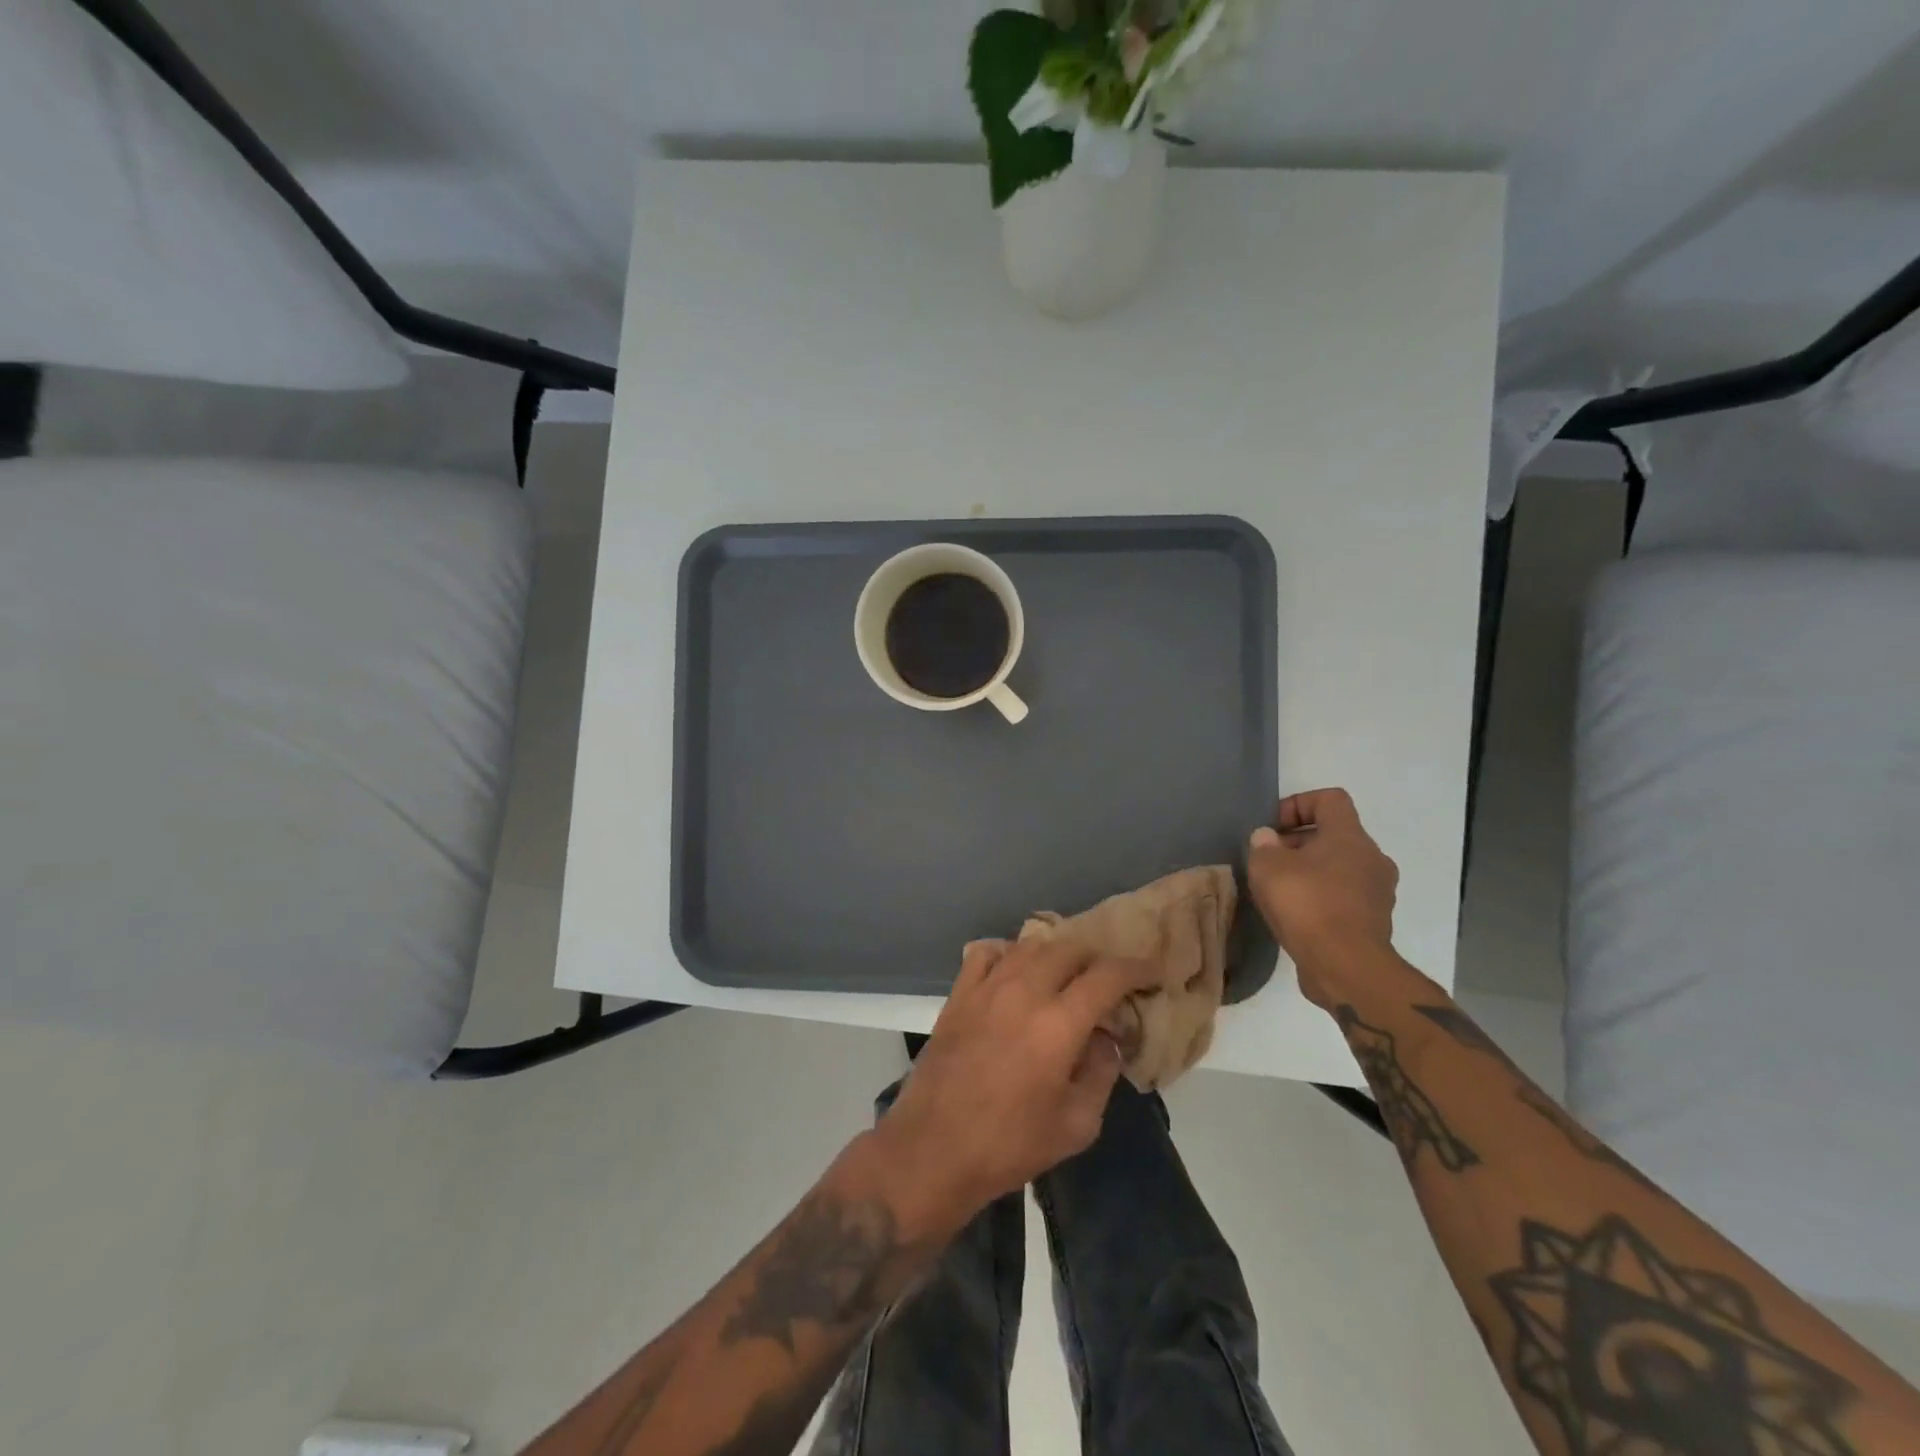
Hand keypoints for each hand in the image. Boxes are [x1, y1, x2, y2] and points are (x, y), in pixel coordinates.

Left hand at [874, 939, 1161, 1227]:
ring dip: (1057, 954)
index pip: (1107, 975)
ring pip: (1030, 945)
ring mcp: (986, 987)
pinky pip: (986, 952)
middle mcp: (1023, 992)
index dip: (1136, 968)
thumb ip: (1101, 1072)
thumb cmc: (1009, 1145)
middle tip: (1108, 982)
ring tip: (1067, 975)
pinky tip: (1017, 972)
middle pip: (1070, 949)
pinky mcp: (959, 994)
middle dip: (1097, 959)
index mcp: (1058, 1024)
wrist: (933, 1150)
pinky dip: (1009, 953)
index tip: (1152, 973)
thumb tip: (1106, 1037)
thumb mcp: (1076, 1124)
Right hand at [1246, 787, 1398, 1007]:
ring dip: (1309, 872)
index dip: (1298, 804)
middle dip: (1298, 843)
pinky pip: (1343, 897)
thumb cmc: (1307, 905)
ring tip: (1278, 891)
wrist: (1346, 968)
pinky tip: (1295, 916)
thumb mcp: (1268, 867)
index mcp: (1350, 837)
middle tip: (1268, 861)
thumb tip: (1267, 839)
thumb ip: (1263, 846)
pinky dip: (1320, 899)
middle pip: (1334, 835)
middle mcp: (1372, 859)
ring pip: (1339, 868)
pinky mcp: (1373, 923)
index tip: (1273, 826)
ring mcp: (1377, 893)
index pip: (1330, 799)